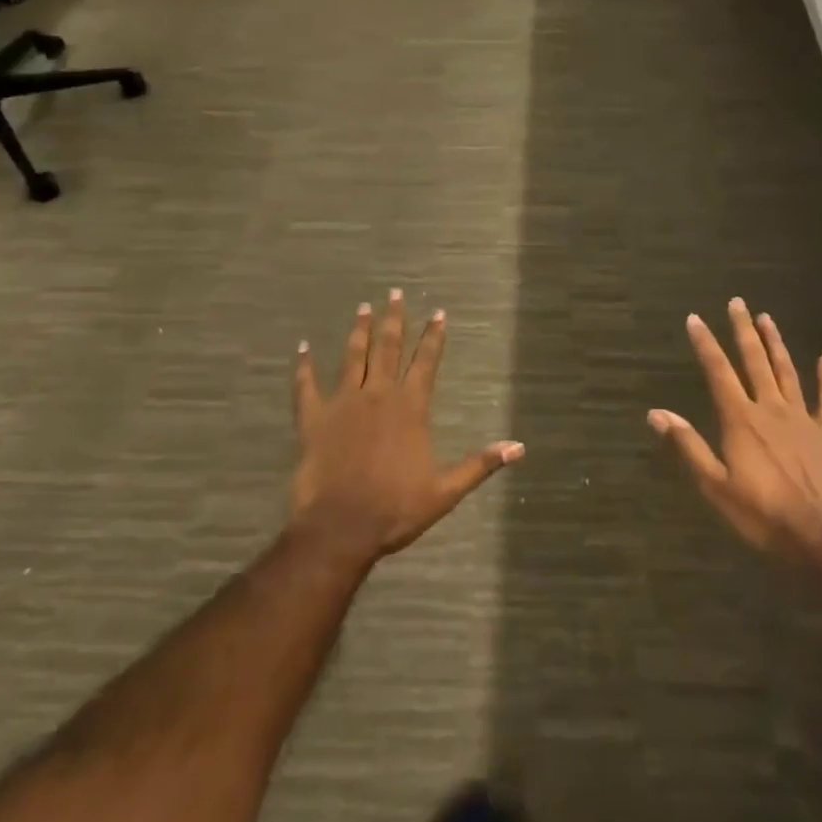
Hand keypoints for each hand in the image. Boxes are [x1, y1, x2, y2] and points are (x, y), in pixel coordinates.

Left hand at [290, 290, 522, 561]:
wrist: (340, 527)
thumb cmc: (395, 509)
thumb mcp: (445, 490)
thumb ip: (480, 464)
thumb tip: (518, 448)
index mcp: (410, 407)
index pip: (426, 361)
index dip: (434, 336)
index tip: (439, 313)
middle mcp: (378, 394)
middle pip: (388, 348)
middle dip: (394, 319)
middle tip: (394, 293)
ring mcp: (343, 403)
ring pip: (353, 357)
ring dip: (359, 331)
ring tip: (363, 308)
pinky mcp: (313, 419)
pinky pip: (306, 386)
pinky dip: (304, 366)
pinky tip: (302, 348)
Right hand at [649, 298, 821, 558]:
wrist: (821, 536)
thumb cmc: (762, 514)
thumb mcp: (715, 485)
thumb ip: (688, 445)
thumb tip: (656, 413)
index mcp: (740, 419)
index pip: (718, 371)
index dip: (705, 343)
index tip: (695, 318)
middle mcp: (769, 408)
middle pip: (754, 361)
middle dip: (743, 330)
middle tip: (737, 302)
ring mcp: (801, 419)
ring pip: (786, 371)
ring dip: (776, 343)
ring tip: (767, 318)